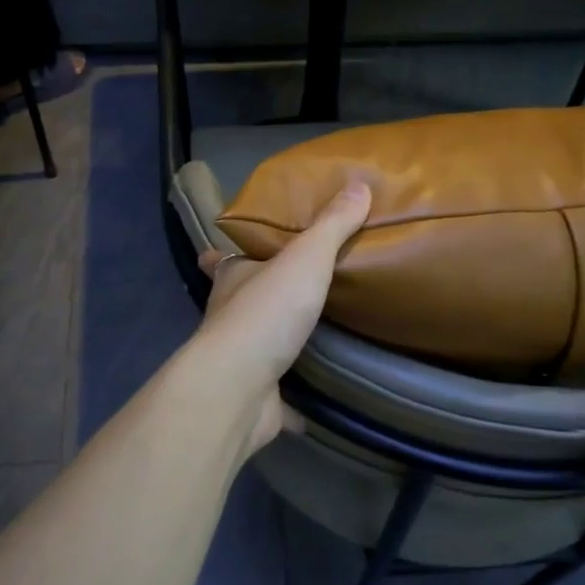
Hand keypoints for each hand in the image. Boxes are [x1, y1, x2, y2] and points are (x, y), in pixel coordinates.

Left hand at [193, 182, 371, 456]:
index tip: (235, 249)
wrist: (238, 388)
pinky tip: (314, 401)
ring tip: (313, 335)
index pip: (225, 260)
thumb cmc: (266, 313)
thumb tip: (359, 184)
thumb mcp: (306, 258)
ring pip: (258, 347)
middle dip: (260, 297)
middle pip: (242, 302)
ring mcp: (239, 361)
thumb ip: (332, 225)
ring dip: (277, 342)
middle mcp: (229, 318)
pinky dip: (292, 399)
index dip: (227, 254)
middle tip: (295, 291)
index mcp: (233, 280)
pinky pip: (277, 396)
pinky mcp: (254, 399)